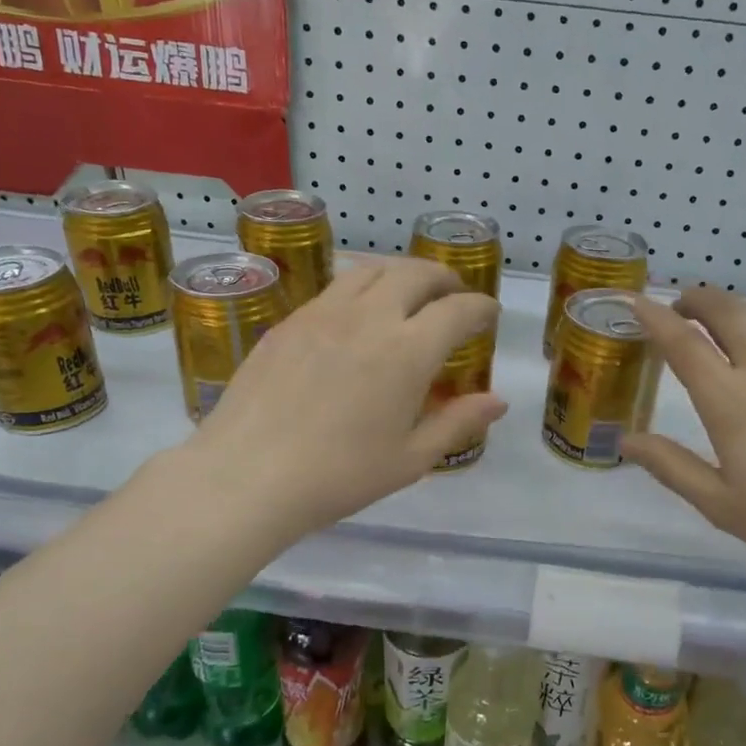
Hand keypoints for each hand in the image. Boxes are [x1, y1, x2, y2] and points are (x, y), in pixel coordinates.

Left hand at [182, 257, 505, 543]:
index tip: (489, 313)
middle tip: (454, 294)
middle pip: (416, 274)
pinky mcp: (289, 321)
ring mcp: (323, 313)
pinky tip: (358, 312)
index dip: (480, 307)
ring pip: (372, 269)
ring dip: (402, 272)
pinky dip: (362, 286)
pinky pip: (335, 287)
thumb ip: (457, 423)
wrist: (248, 475)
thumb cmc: (339, 476)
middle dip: (444, 278)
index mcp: (407, 352)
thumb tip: (498, 401)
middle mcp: (369, 317)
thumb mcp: (410, 459)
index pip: (457, 310)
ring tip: (409, 291)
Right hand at [623, 286, 745, 594]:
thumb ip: (671, 466)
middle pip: (727, 310)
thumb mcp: (720, 504)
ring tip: (723, 327)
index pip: (682, 342)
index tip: (635, 302)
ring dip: (736, 310)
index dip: (653, 317)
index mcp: (729, 401)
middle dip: (696, 299)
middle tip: (678, 309)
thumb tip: (626, 440)